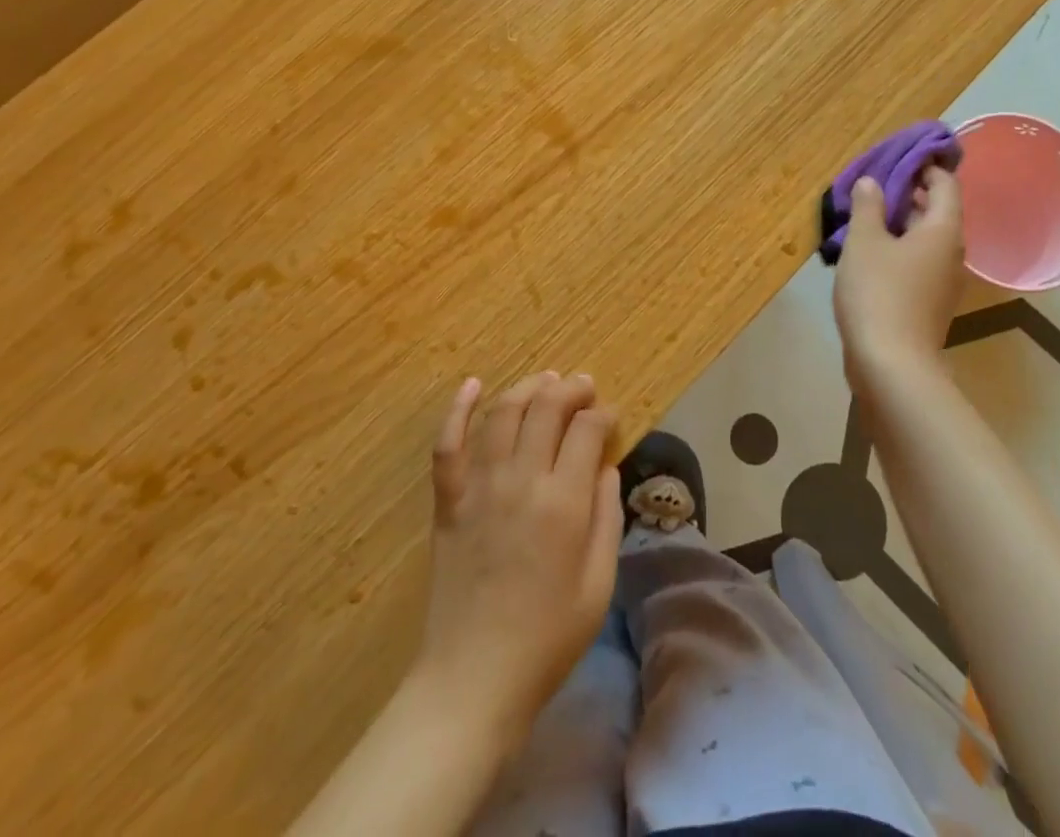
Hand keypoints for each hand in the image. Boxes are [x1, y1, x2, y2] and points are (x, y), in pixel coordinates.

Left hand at [414, 372, 621, 744]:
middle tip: (584, 387)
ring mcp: (479, 486)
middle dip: (571, 389)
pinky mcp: (449, 500)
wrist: (473, 678)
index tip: (610, 418)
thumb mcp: (598, 585)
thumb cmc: (547, 639)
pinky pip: (449, 443)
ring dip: (528, 388)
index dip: (602, 414)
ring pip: (503, 413)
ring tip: (546, 380)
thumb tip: (605, 468)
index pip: (586, 430)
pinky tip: (472, 384)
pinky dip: (459, 408)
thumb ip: (606, 518)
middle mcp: (521, 480)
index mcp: (563, 502)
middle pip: (546, 408)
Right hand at [832, 165, 965, 386]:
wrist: (891, 364)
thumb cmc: (878, 292)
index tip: (901, 155)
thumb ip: (868, 207)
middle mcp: (951, 253)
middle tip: (876, 182)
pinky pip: (919, 262)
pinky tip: (871, 252)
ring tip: (868, 213)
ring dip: (903, 223)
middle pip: (938, 211)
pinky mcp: (929, 303)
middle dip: (910, 193)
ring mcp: (943, 282)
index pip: (946, 184)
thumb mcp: (864, 242)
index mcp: (943, 230)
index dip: (926, 166)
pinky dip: (900, 249)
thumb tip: (872, 182)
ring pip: (927, 239)